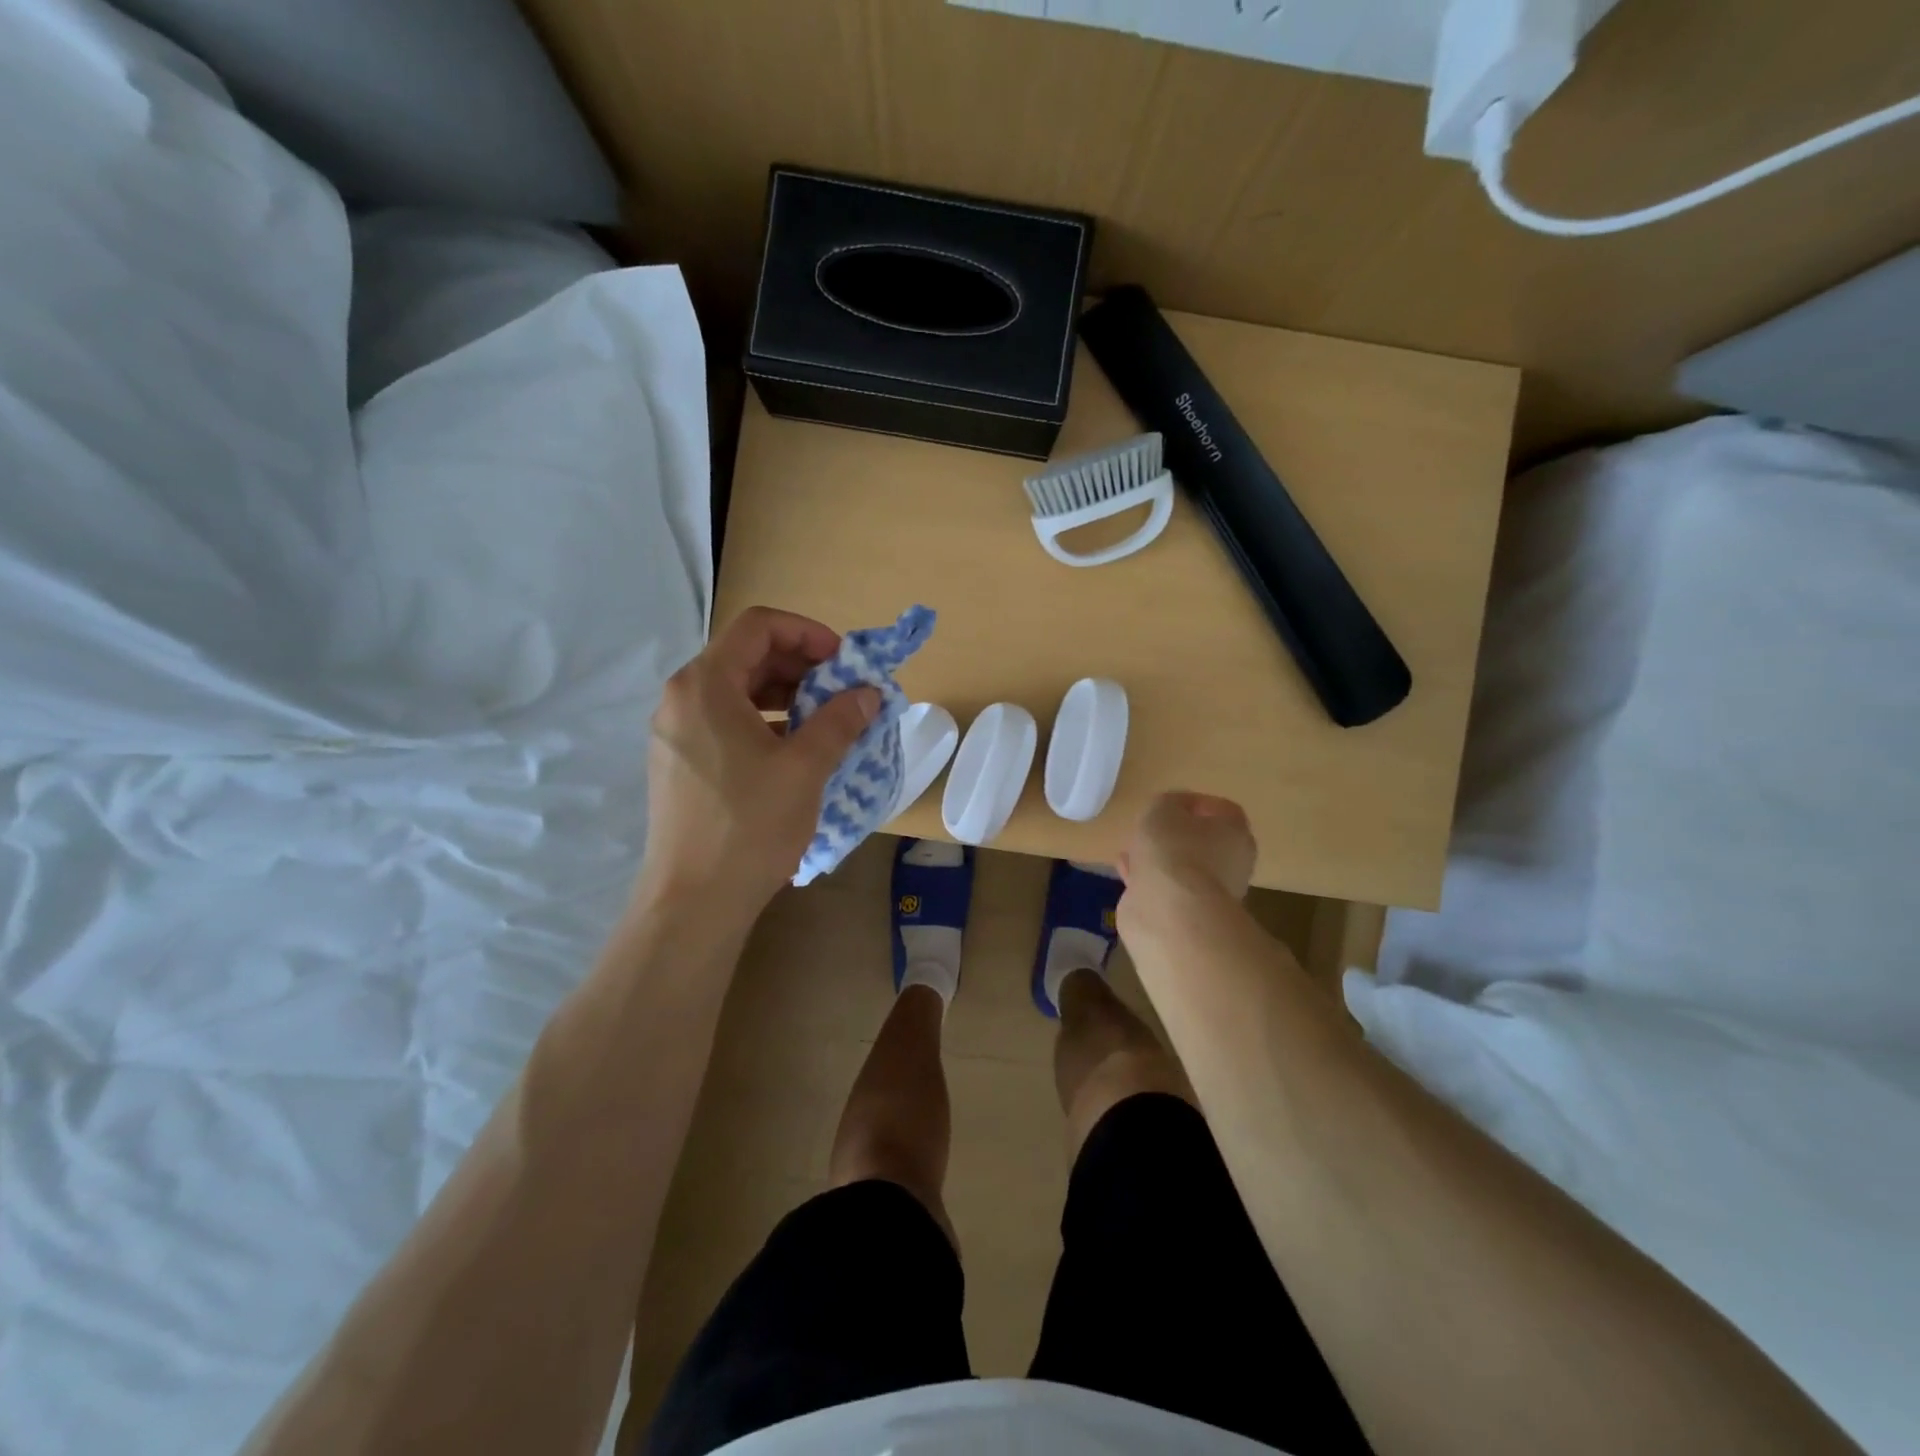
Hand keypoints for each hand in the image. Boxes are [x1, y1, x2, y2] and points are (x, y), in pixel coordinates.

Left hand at [637, 607, 878, 916]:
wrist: (694, 901)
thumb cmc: (750, 825)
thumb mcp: (806, 767)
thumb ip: (840, 720)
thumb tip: (869, 693)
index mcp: (705, 684)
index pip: (759, 626)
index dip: (808, 632)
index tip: (845, 662)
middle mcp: (681, 698)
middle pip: (746, 655)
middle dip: (801, 665)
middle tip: (842, 691)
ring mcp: (674, 732)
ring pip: (736, 690)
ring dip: (785, 694)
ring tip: (825, 720)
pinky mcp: (678, 762)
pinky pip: (724, 721)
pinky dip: (763, 721)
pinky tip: (794, 749)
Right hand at [1117, 791, 1257, 920]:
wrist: (1169, 913)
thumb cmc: (1174, 851)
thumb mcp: (1163, 809)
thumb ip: (1166, 803)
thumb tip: (1170, 810)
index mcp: (1235, 835)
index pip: (1223, 810)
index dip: (1196, 803)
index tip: (1171, 803)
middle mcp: (1230, 865)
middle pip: (1203, 842)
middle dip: (1175, 834)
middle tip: (1151, 827)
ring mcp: (1208, 894)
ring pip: (1182, 867)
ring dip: (1159, 858)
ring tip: (1132, 848)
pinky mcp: (1184, 914)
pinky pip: (1164, 888)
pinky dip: (1147, 879)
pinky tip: (1126, 871)